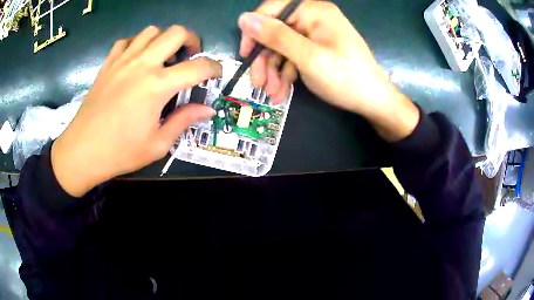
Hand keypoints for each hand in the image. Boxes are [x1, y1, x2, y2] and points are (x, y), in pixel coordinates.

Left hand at [52, 26, 221, 196]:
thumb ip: (184, 121)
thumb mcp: (158, 144)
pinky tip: (136, 59)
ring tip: (163, 57)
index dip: (214, 68)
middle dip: (192, 40)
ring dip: (163, 39)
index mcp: (158, 86)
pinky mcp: (108, 64)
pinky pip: (126, 41)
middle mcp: (142, 64)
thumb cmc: (120, 152)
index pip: (198, 67)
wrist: (82, 152)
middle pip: (176, 32)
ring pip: (151, 31)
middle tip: (191, 56)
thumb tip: (207, 110)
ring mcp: (122, 61)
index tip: (217, 74)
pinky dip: (137, 44)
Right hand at [238, 0, 419, 141]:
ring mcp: (315, 34)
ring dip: (273, 71)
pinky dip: (285, 73)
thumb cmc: (345, 78)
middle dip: (265, 59)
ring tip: (272, 94)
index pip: (272, 10)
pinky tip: (282, 92)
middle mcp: (313, 18)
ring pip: (282, 47)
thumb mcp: (309, 57)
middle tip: (258, 84)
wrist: (373, 101)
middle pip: (276, 32)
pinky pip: (293, 56)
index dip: (254, 31)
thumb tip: (243, 19)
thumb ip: (276, 36)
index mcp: (313, 11)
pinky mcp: (316, 49)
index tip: (245, 54)